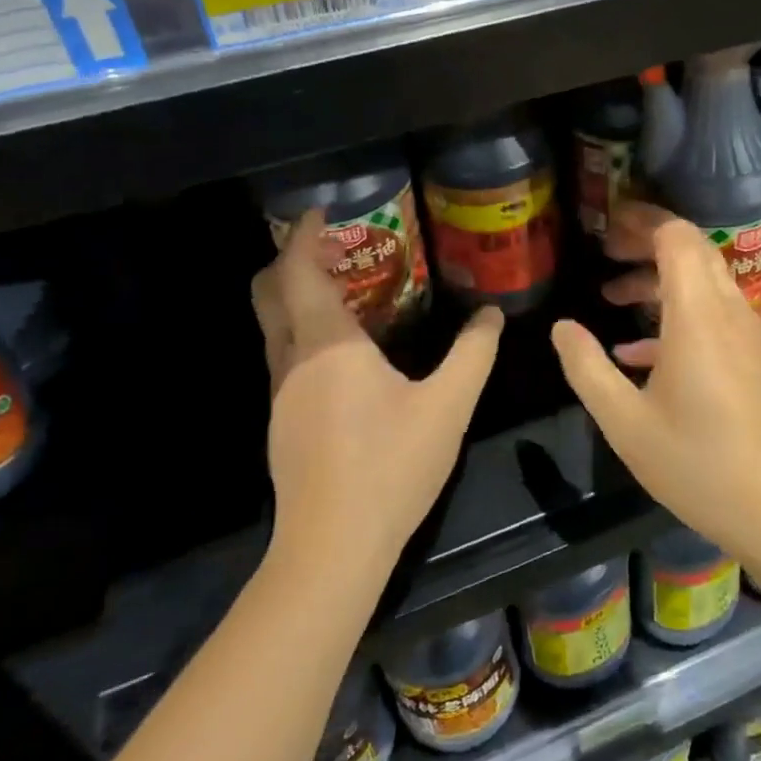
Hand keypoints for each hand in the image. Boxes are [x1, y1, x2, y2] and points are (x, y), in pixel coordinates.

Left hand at [253, 210, 502, 566]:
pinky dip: (304, 332)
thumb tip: (491, 315)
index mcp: (327, 344)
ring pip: (275, 327)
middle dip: (290, 260)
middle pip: (269, 293)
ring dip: (297, 297)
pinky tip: (345, 353)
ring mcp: (280, 394)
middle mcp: (292, 360)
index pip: (298, 271)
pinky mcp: (282, 423)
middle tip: (332, 247)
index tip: (321, 213)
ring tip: (346, 292)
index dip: (304, 236)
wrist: (333, 547)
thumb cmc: (391, 466)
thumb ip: (473, 353)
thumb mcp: (448, 406)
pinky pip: (285, 356)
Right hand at [549, 201, 760, 563]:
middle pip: (692, 249)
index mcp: (696, 316)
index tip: (607, 223)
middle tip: (606, 250)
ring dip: (659, 278)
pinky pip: (714, 313)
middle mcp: (727, 311)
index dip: (643, 219)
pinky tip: (638, 350)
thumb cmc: (696, 464)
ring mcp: (746, 333)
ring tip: (613, 294)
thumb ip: (587, 368)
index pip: (677, 237)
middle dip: (647, 240)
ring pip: (703, 280)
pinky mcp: (753, 357)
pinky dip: (677, 312)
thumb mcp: (624, 422)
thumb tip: (562, 326)